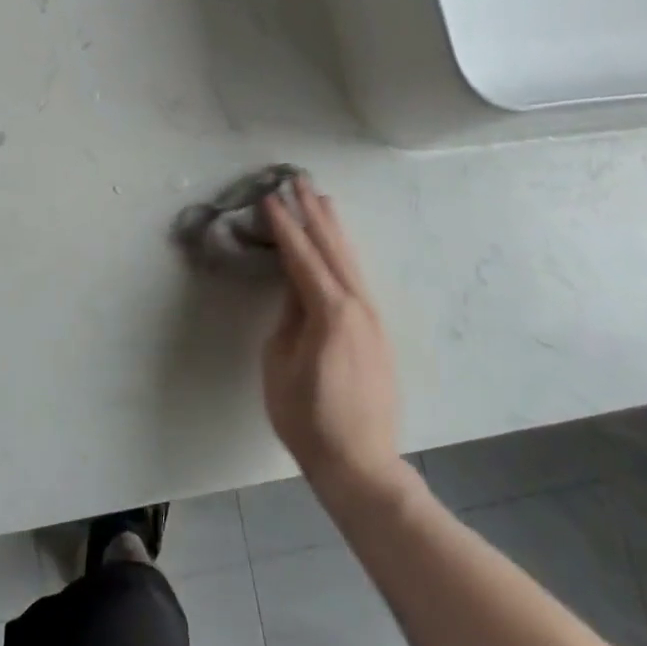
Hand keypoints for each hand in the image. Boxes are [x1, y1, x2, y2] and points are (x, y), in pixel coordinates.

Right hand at [261, 179, 401, 497]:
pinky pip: (357, 278)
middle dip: (313, 213)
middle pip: (331, 248)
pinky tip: (339, 246)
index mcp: (329, 312)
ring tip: (322, 199)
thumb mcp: (279, 364)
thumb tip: (295, 288)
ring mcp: (372, 317)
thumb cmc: (307, 419)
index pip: (301, 257)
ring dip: (333, 228)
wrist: (360, 464)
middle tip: (298, 181)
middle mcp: (357, 306)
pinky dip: (344, 254)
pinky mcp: (377, 331)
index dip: (284, 226)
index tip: (269, 197)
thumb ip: (288, 318)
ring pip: (349, 260)